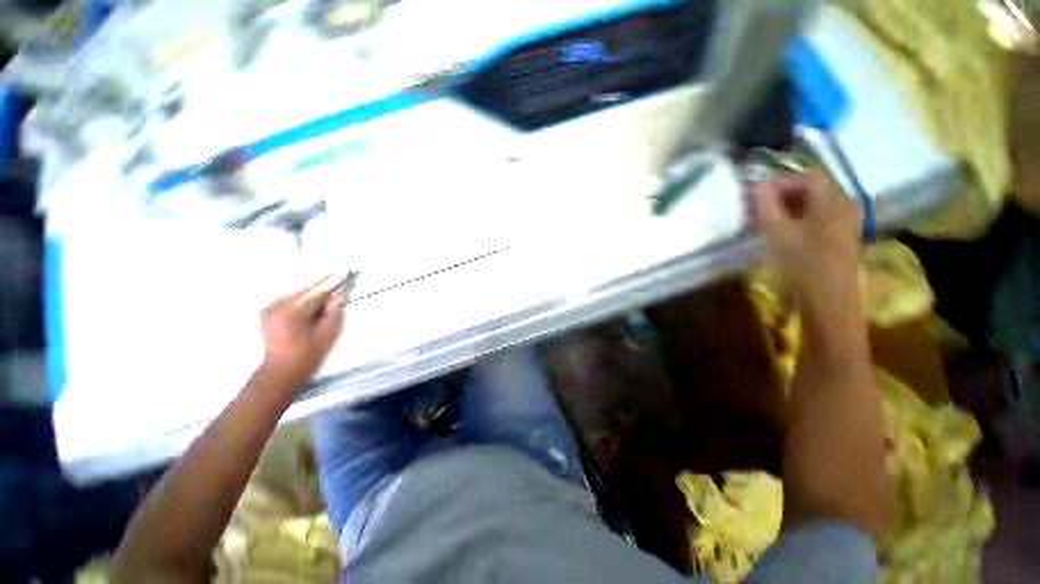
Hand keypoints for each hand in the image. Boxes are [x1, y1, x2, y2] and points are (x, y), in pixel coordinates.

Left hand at [258, 278, 343, 389]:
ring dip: (308, 289)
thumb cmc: (307, 355)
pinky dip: (298, 296)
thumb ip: (333, 313)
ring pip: (293, 292)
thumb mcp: (327, 335)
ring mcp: (269, 310)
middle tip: (334, 274)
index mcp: (293, 313)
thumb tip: (336, 297)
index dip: (331, 284)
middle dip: (319, 283)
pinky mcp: (266, 314)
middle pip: (303, 289)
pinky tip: (307, 297)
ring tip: (322, 285)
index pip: (316, 294)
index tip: (343, 274)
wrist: (280, 371)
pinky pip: (285, 299)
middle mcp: (277, 307)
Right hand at [753, 171, 861, 313]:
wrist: (827, 300)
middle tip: (757, 209)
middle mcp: (843, 205)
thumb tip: (759, 186)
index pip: (808, 175)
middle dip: (782, 195)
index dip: (780, 181)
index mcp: (832, 199)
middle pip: (812, 189)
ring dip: (788, 208)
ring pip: (814, 205)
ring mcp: (845, 222)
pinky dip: (798, 219)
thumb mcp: (776, 232)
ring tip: (765, 222)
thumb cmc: (801, 263)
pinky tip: (782, 234)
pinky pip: (819, 218)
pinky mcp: (841, 238)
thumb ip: (766, 205)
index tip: (757, 196)